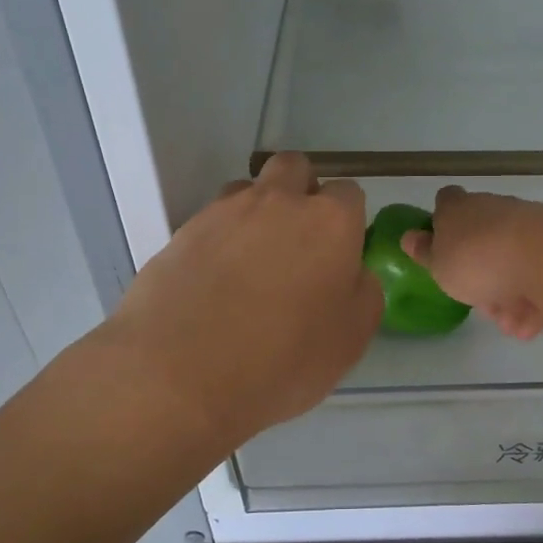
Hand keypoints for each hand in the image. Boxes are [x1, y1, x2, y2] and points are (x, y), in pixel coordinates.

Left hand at [105, 153, 382, 447]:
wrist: (180, 373)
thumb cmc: (283, 358)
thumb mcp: (352, 338)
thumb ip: (363, 292)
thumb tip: (351, 273)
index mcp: (329, 221)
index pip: (350, 193)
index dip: (348, 221)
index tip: (341, 255)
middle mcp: (279, 201)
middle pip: (295, 168)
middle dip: (302, 191)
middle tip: (299, 241)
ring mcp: (225, 211)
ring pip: (249, 189)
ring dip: (258, 211)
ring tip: (252, 262)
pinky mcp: (183, 231)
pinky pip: (212, 220)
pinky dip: (221, 239)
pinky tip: (216, 280)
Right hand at [400, 187, 542, 341]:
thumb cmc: (477, 261)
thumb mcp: (439, 264)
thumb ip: (425, 252)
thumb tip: (409, 236)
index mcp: (460, 209)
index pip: (446, 201)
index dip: (443, 221)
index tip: (443, 246)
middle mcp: (495, 209)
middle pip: (484, 238)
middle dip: (484, 276)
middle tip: (482, 304)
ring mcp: (529, 224)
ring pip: (514, 262)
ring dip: (511, 295)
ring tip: (511, 324)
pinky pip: (541, 273)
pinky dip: (536, 297)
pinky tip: (532, 323)